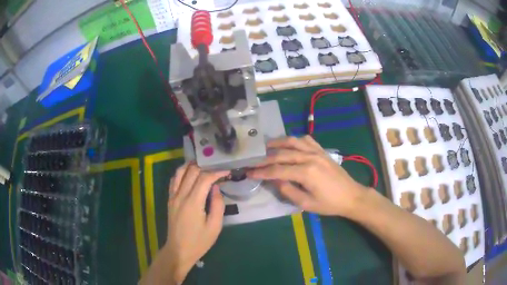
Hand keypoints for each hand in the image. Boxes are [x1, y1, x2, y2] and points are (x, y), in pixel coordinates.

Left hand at [163, 163, 228, 282]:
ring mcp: (173, 196)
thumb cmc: (199, 241)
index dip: (216, 172)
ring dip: (191, 166)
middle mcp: (181, 195)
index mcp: (193, 202)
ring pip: (179, 172)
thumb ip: (218, 205)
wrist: (179, 250)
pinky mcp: (170, 200)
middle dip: (205, 166)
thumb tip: (216, 187)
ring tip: (203, 166)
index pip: (204, 178)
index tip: (226, 171)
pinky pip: (174, 180)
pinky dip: (182, 173)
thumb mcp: (215, 227)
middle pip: (191, 171)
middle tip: (216, 168)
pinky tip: (189, 175)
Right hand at [247, 136, 368, 217]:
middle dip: (265, 158)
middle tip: (252, 160)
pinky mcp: (322, 151)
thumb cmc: (329, 204)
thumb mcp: (307, 204)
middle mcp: (310, 157)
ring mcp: (317, 152)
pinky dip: (295, 140)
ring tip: (265, 147)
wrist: (351, 196)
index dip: (262, 171)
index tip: (248, 172)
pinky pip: (306, 140)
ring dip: (277, 143)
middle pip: (282, 154)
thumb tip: (275, 180)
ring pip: (293, 142)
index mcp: (306, 172)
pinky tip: (289, 144)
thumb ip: (288, 191)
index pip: (277, 170)